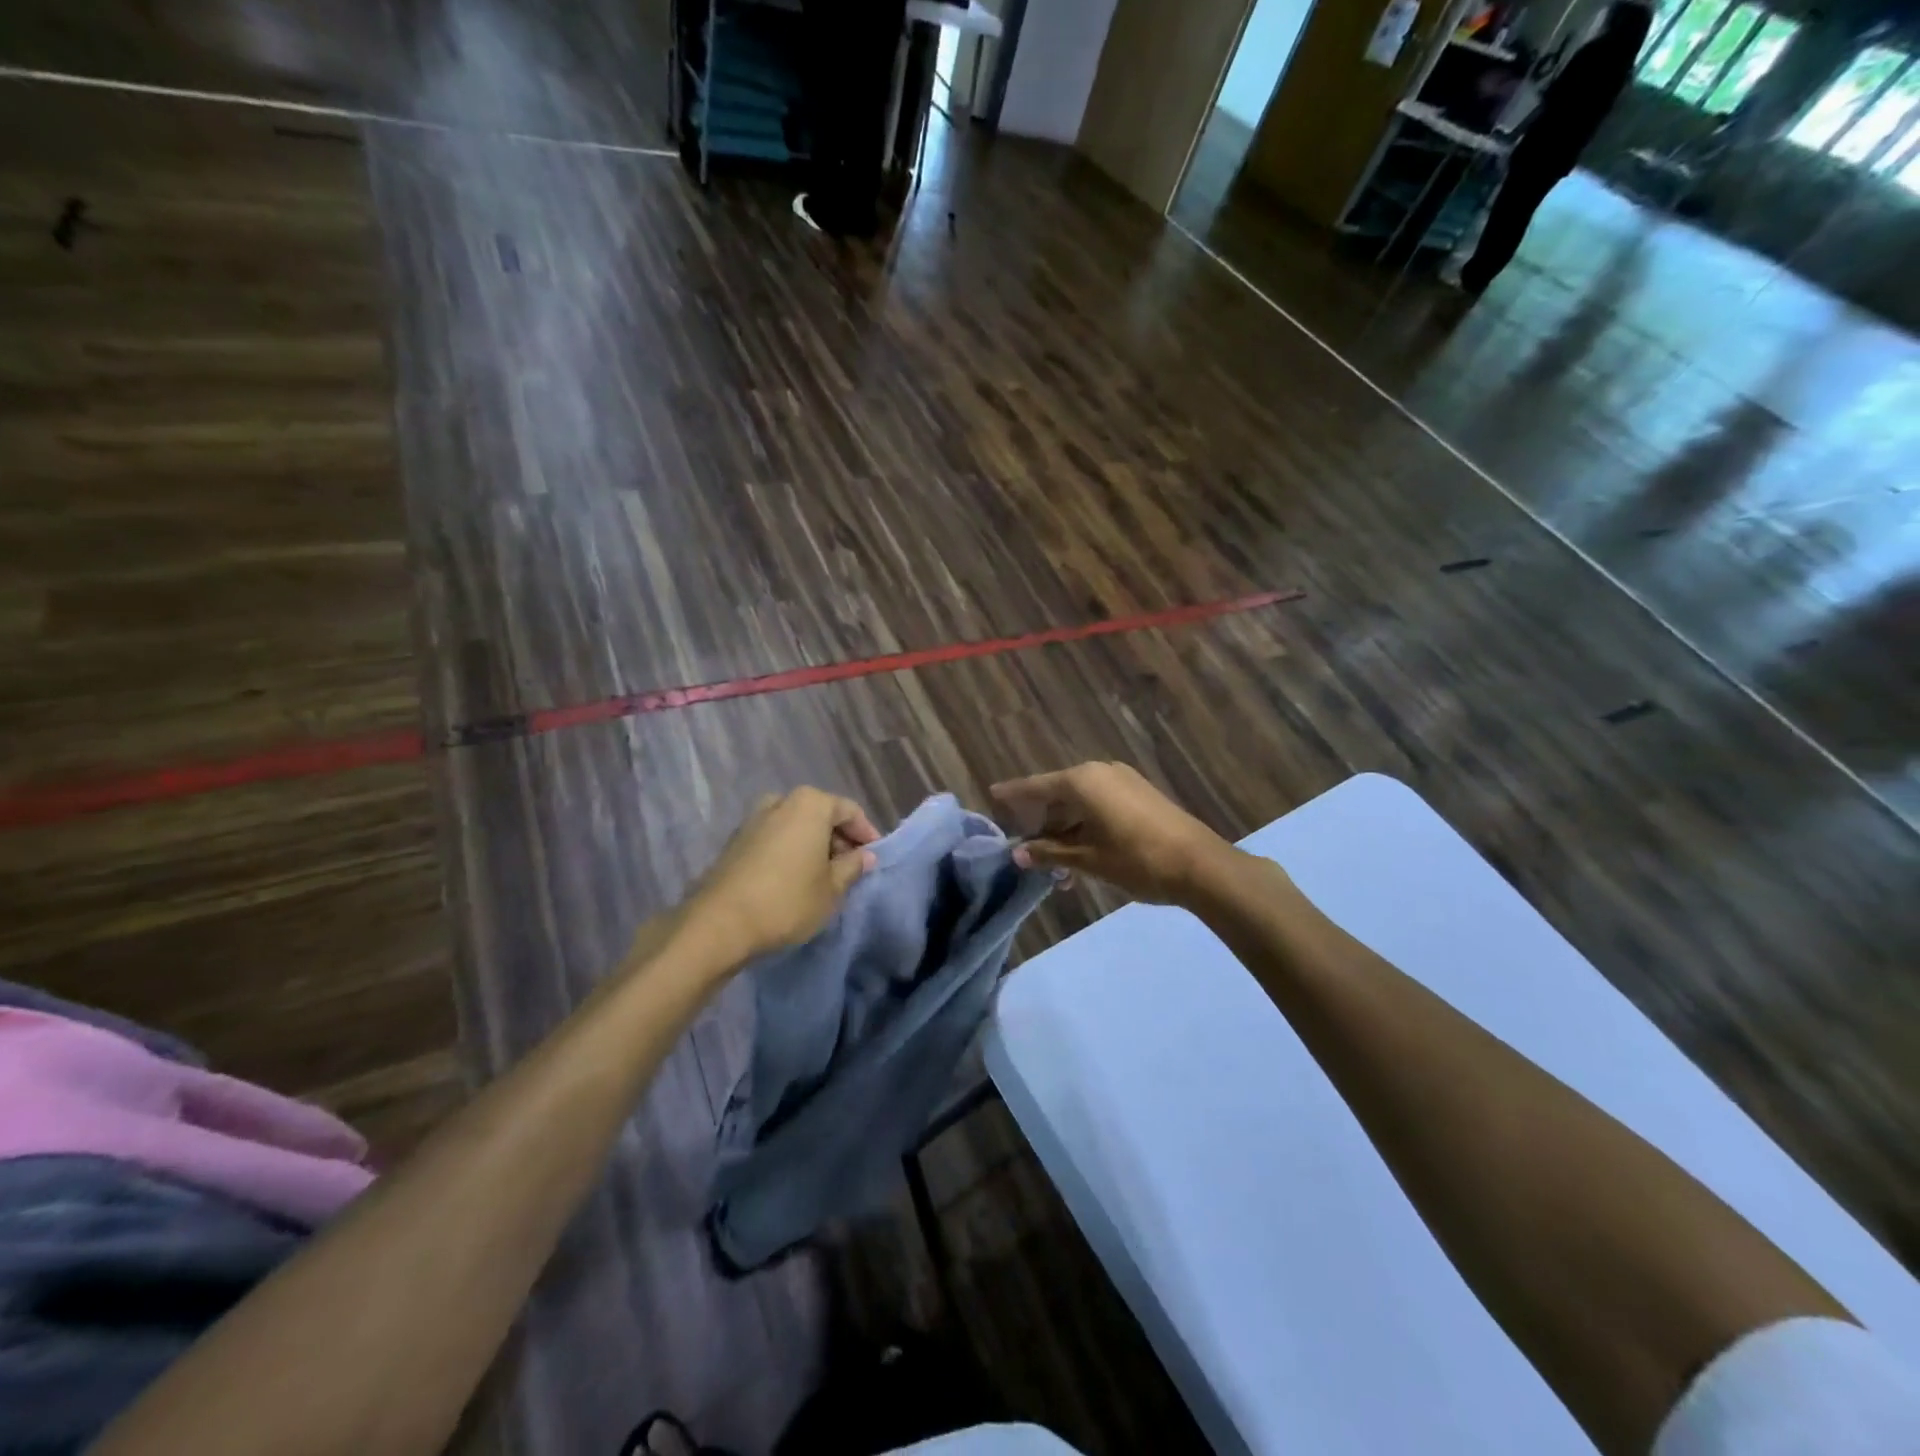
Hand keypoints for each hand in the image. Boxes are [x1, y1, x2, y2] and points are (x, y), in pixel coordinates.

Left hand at [683, 788, 879, 965]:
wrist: (719, 923)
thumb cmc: (787, 900)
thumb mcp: (832, 889)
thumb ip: (852, 867)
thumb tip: (865, 855)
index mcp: (810, 804)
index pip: (849, 811)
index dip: (866, 833)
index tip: (875, 857)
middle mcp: (781, 801)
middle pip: (821, 814)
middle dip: (839, 839)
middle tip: (851, 868)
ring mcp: (754, 819)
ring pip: (796, 826)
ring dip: (813, 846)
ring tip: (824, 876)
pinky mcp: (735, 841)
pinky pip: (775, 838)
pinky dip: (790, 851)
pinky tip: (795, 878)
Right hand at [991, 761, 1232, 906]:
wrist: (1200, 865)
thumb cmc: (1136, 859)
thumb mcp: (1088, 860)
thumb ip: (1050, 853)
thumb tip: (1018, 854)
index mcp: (1083, 782)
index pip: (1037, 787)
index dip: (1014, 793)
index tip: (992, 794)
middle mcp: (1100, 773)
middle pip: (1059, 795)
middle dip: (1044, 825)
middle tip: (1031, 853)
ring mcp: (1124, 782)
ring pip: (1081, 804)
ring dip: (1066, 832)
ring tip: (1060, 868)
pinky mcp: (1141, 795)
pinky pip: (1101, 806)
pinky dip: (1087, 826)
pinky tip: (1084, 855)